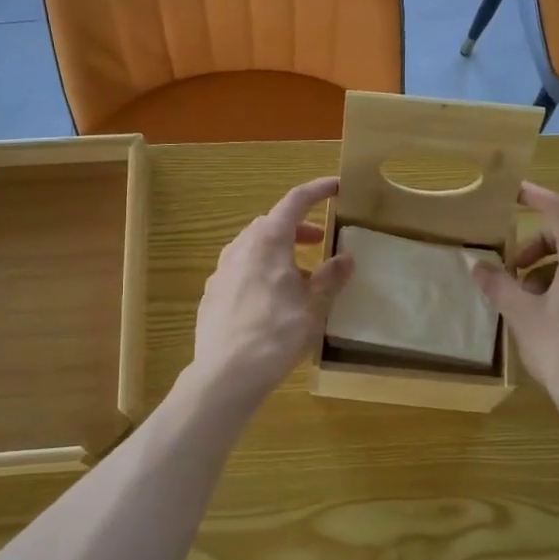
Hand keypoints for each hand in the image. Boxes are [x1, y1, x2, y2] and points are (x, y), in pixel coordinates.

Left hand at [191, 177, 354, 403]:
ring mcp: (222, 270)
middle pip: (271, 224)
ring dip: (279, 251)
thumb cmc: (277, 333)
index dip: (317, 190)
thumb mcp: (313, 306)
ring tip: (299, 276)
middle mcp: (241, 247)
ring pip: (253, 247)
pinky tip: (271, 300)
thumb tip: (346, 258)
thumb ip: (330, 278)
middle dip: (298, 227)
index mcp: (268, 241)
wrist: (226, 373)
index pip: (294, 202)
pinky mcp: (212, 294)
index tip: (336, 186)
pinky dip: (261, 271)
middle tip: (320, 240)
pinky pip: (241, 270)